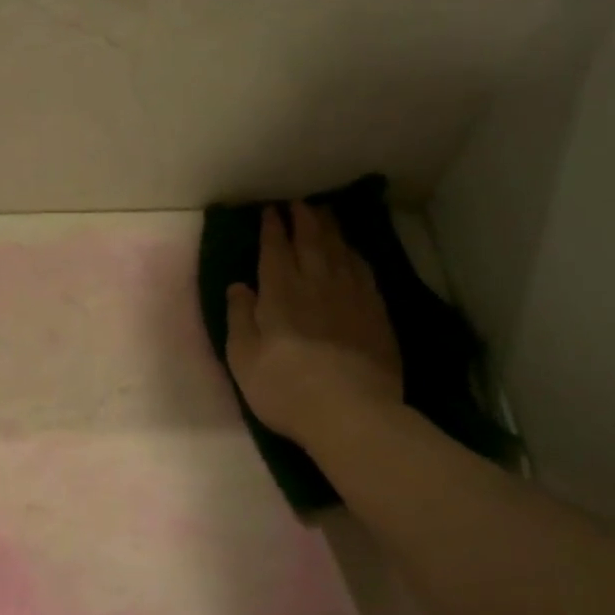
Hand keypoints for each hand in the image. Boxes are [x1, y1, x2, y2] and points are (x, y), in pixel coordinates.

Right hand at [225, 203, 403, 445]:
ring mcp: (351, 296)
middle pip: (311, 241)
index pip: (275, 250)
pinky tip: (353, 252)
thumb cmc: (285, 388)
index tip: (270, 211)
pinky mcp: (376, 312)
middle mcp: (316, 284)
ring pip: (340, 251)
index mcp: (280, 293)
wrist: (350, 411)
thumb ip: (239, 317)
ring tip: (325, 214)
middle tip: (299, 203)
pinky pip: (364, 271)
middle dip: (303, 219)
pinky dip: (355, 255)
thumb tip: (238, 286)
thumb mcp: (243, 357)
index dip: (272, 228)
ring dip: (330, 229)